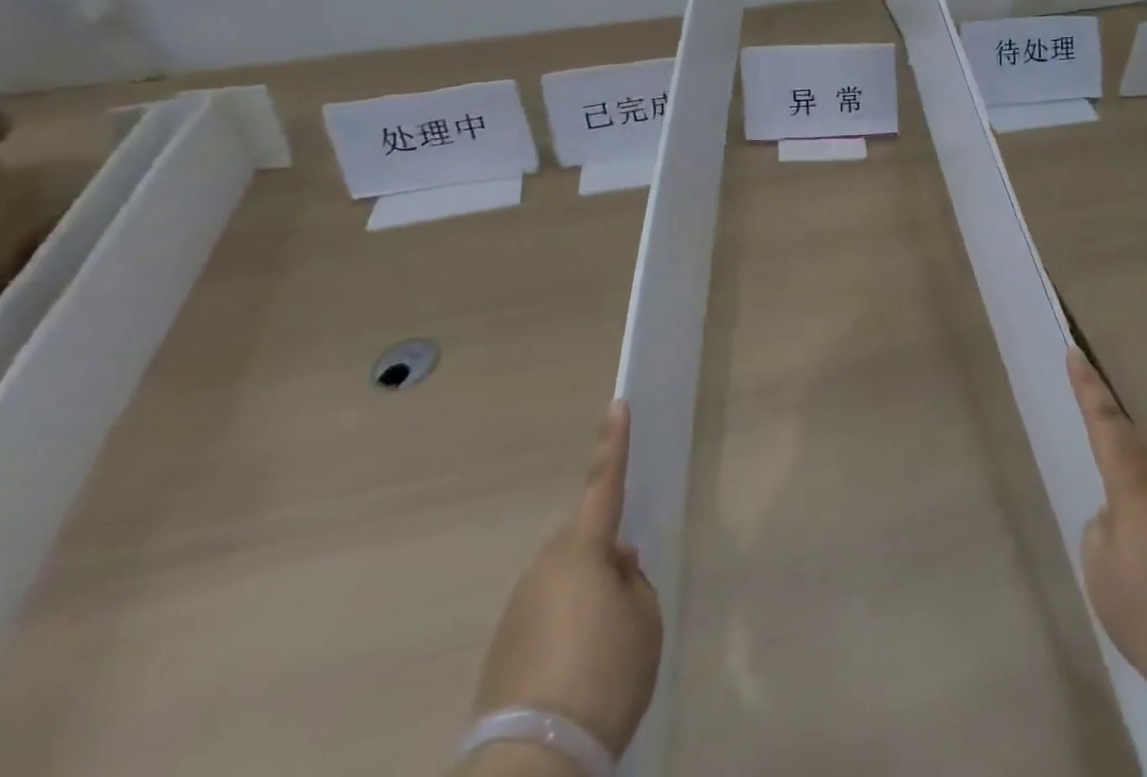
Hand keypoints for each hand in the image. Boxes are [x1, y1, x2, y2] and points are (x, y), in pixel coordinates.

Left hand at [471, 400, 663, 759]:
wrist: (534, 763)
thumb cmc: (604, 675)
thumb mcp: (644, 621)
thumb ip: (633, 582)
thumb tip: (614, 568)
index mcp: (582, 550)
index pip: (604, 482)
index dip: (614, 443)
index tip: (617, 405)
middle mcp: (544, 568)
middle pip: (583, 547)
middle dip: (604, 561)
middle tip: (626, 605)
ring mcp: (517, 610)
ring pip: (564, 587)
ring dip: (584, 604)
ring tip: (602, 657)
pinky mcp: (501, 652)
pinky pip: (544, 624)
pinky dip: (563, 638)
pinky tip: (575, 681)